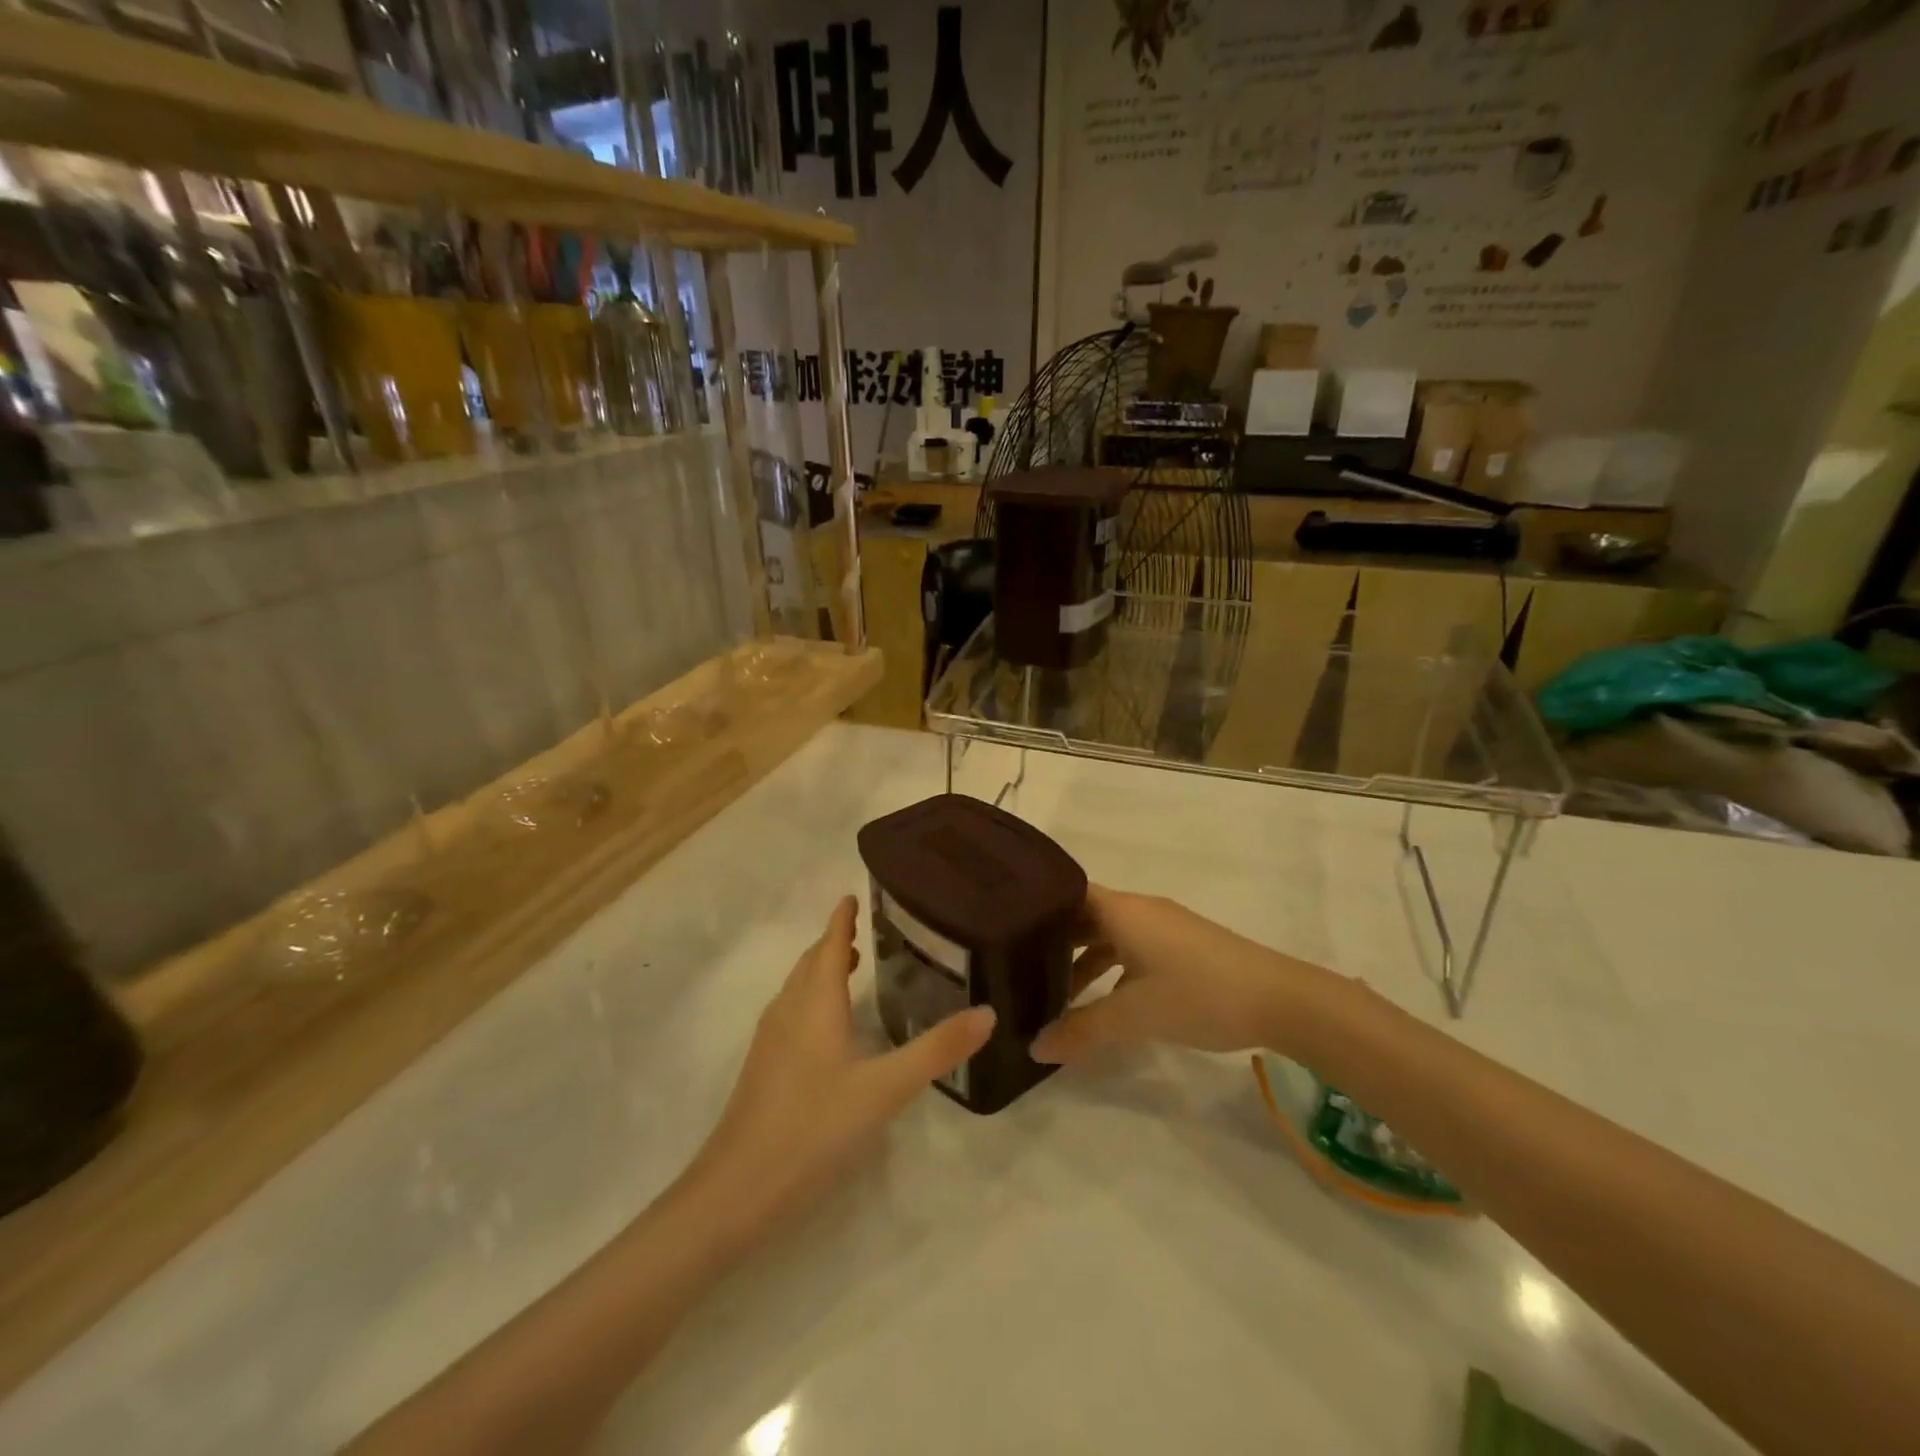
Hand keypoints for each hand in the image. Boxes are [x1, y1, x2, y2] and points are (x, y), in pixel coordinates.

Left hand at [687, 896, 994, 1248]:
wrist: (736, 1191)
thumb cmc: (813, 1128)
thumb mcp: (885, 1089)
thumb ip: (937, 1050)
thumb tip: (988, 1013)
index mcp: (814, 1004)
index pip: (827, 945)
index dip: (840, 919)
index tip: (853, 895)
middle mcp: (788, 1012)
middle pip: (809, 964)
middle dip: (832, 942)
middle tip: (862, 930)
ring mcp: (770, 1042)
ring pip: (797, 990)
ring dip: (820, 970)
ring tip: (849, 967)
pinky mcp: (763, 1070)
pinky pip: (791, 1014)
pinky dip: (812, 999)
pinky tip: (827, 1029)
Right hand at [1030, 886, 1322, 1063]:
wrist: (1281, 1000)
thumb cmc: (1199, 995)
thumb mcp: (1134, 1016)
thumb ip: (1082, 1030)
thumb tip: (1035, 1048)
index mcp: (1122, 910)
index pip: (1067, 894)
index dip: (1037, 910)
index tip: (1007, 933)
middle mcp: (1140, 909)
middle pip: (1086, 915)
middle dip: (1056, 942)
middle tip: (1022, 969)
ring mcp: (1165, 926)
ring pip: (1111, 935)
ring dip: (1085, 961)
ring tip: (1059, 995)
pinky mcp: (1184, 945)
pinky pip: (1133, 947)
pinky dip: (1113, 968)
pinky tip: (1108, 1001)